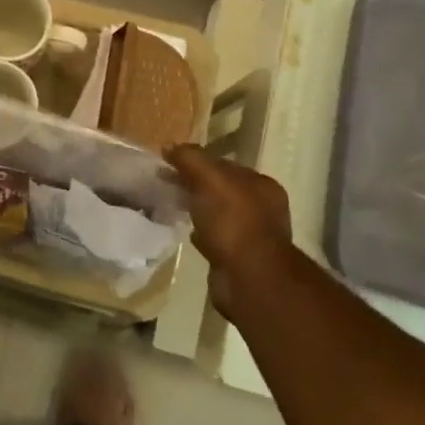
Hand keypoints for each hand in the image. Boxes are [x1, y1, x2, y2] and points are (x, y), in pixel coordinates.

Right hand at [165, 145, 299, 322]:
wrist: (248, 279)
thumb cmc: (234, 223)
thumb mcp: (211, 181)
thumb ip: (191, 160)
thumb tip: (170, 146)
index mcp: (261, 185)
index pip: (223, 165)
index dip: (196, 161)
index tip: (167, 163)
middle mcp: (261, 208)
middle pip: (220, 188)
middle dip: (194, 184)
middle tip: (163, 183)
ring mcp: (250, 235)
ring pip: (216, 213)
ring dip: (196, 208)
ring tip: (170, 205)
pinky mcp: (236, 257)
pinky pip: (214, 236)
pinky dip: (199, 231)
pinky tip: (185, 230)